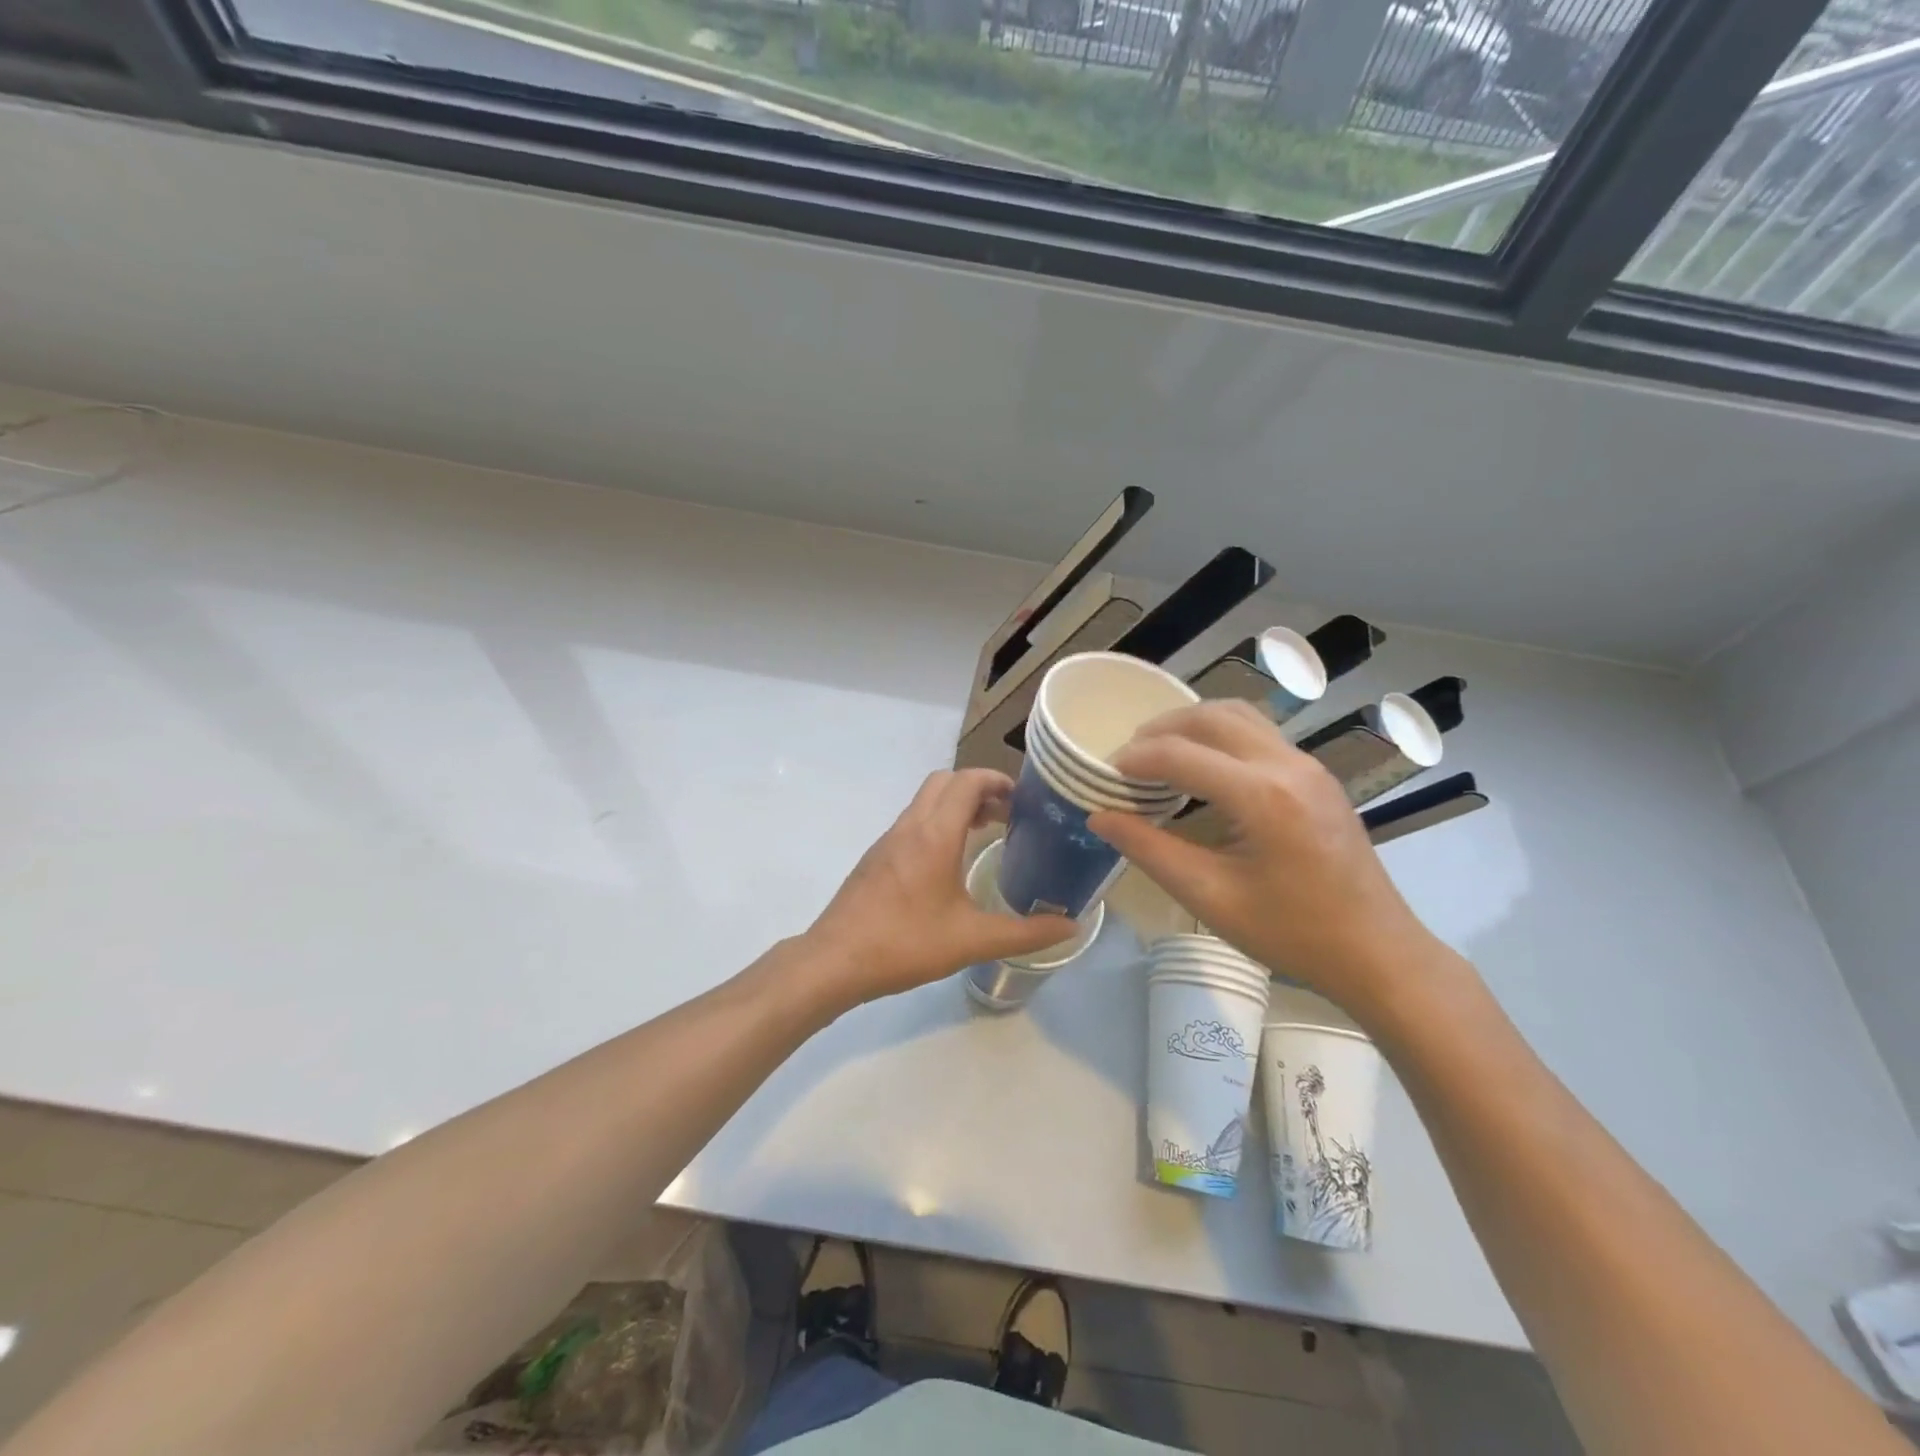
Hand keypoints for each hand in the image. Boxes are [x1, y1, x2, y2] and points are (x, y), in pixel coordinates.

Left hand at [805, 769, 1078, 1005]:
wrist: (835, 960)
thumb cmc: (906, 943)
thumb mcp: (973, 940)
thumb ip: (1026, 933)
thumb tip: (1072, 925)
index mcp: (935, 834)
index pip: (967, 781)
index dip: (997, 779)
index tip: (1023, 798)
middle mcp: (910, 826)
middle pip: (944, 781)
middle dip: (977, 788)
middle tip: (1006, 815)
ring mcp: (888, 840)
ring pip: (925, 801)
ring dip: (955, 805)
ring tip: (983, 834)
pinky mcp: (876, 858)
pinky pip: (911, 822)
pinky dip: (936, 823)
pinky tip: (947, 863)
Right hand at [1089, 701, 1436, 1011]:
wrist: (1377, 953)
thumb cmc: (1292, 933)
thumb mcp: (1209, 897)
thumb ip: (1149, 850)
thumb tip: (1099, 816)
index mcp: (1262, 796)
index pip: (1180, 754)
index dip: (1134, 759)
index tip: (1103, 775)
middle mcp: (1288, 765)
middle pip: (1211, 717)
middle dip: (1161, 729)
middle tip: (1128, 759)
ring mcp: (1309, 766)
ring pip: (1239, 716)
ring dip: (1193, 725)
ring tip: (1161, 755)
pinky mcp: (1317, 776)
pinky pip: (1260, 733)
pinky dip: (1221, 736)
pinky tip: (1204, 769)